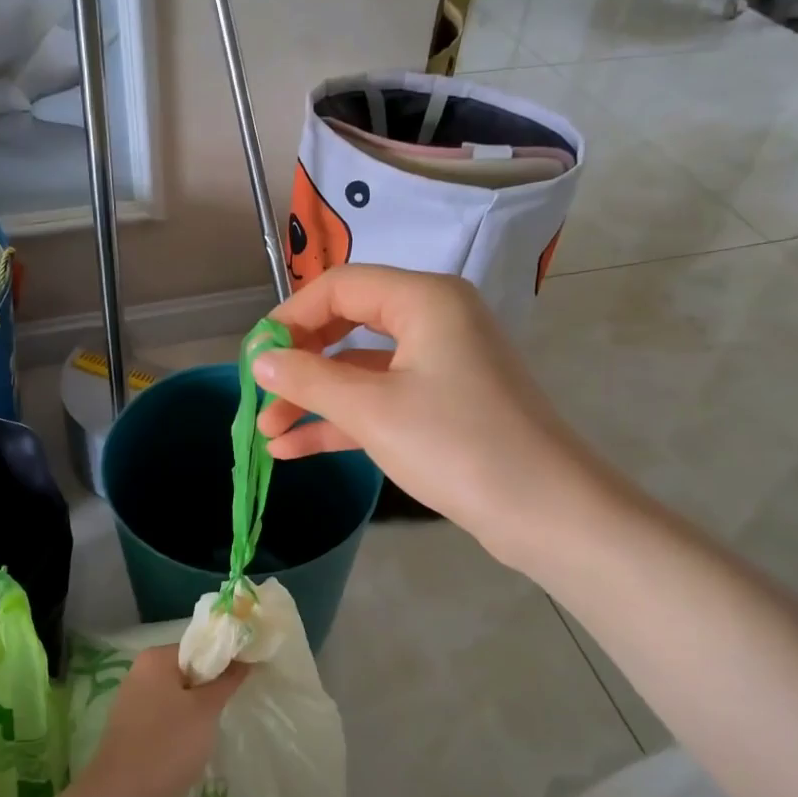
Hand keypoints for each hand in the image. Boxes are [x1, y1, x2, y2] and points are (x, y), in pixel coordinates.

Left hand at [78, 646, 248, 796]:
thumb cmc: (168, 745)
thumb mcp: (206, 710)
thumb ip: (227, 681)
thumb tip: (244, 659)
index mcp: (156, 658)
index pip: (200, 647)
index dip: (225, 659)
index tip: (246, 676)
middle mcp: (140, 672)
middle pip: (187, 669)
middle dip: (210, 687)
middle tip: (231, 704)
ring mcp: (132, 700)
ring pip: (176, 695)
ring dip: (196, 708)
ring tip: (213, 728)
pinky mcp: (129, 727)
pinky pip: (164, 715)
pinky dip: (180, 724)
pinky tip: (190, 745)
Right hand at [254, 266, 613, 564]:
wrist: (544, 510)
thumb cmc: (456, 445)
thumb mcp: (373, 410)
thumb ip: (309, 379)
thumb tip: (260, 361)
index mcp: (424, 299)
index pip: (339, 286)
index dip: (290, 317)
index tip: (253, 356)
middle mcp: (435, 320)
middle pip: (347, 325)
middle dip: (299, 364)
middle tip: (259, 396)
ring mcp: (440, 365)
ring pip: (361, 369)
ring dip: (314, 399)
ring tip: (266, 433)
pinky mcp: (443, 406)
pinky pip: (381, 400)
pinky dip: (342, 420)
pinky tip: (294, 448)